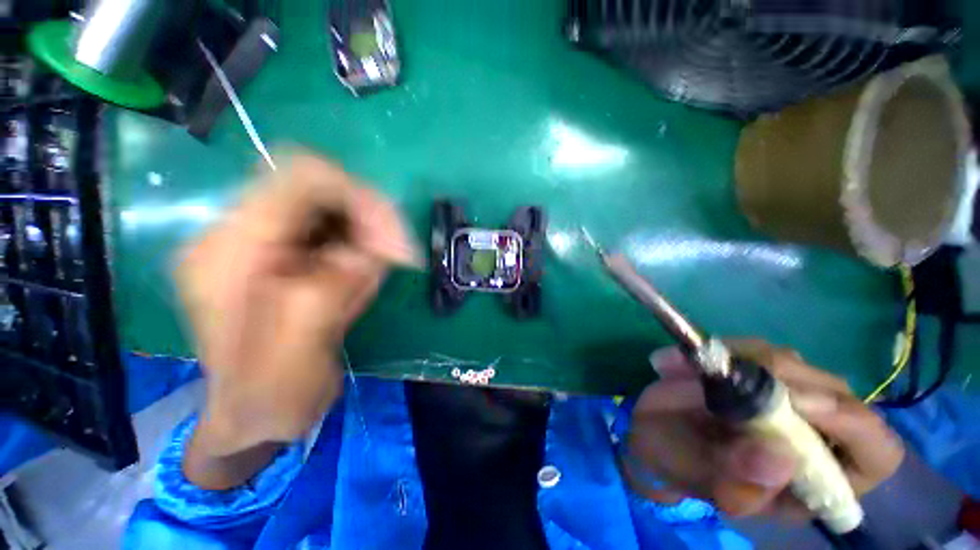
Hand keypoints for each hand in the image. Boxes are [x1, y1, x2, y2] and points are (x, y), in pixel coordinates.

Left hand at [176, 154, 418, 463]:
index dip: (359, 198)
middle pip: (320, 187)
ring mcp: (263, 240)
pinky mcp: (285, 251)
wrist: (256, 414)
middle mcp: (239, 233)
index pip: (299, 178)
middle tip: (395, 258)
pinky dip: (362, 245)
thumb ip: (325, 291)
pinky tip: (362, 277)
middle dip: (369, 218)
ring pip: (334, 205)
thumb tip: (366, 250)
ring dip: (368, 235)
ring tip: (371, 278)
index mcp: (228, 253)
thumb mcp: (296, 355)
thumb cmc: (270, 397)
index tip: (394, 243)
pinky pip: (336, 228)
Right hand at [623, 340, 903, 520]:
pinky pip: (749, 349)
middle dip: (784, 379)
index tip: (799, 403)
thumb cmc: (680, 466)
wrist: (654, 432)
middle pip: (834, 392)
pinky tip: (677, 361)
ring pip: (791, 362)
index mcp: (817, 479)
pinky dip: (716, 349)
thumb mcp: (702, 483)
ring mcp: (783, 395)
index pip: (875, 452)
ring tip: (685, 368)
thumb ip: (737, 481)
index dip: (853, 424)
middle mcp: (813, 433)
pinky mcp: (751, 369)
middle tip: (726, 374)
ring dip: (741, 359)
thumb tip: (780, 458)